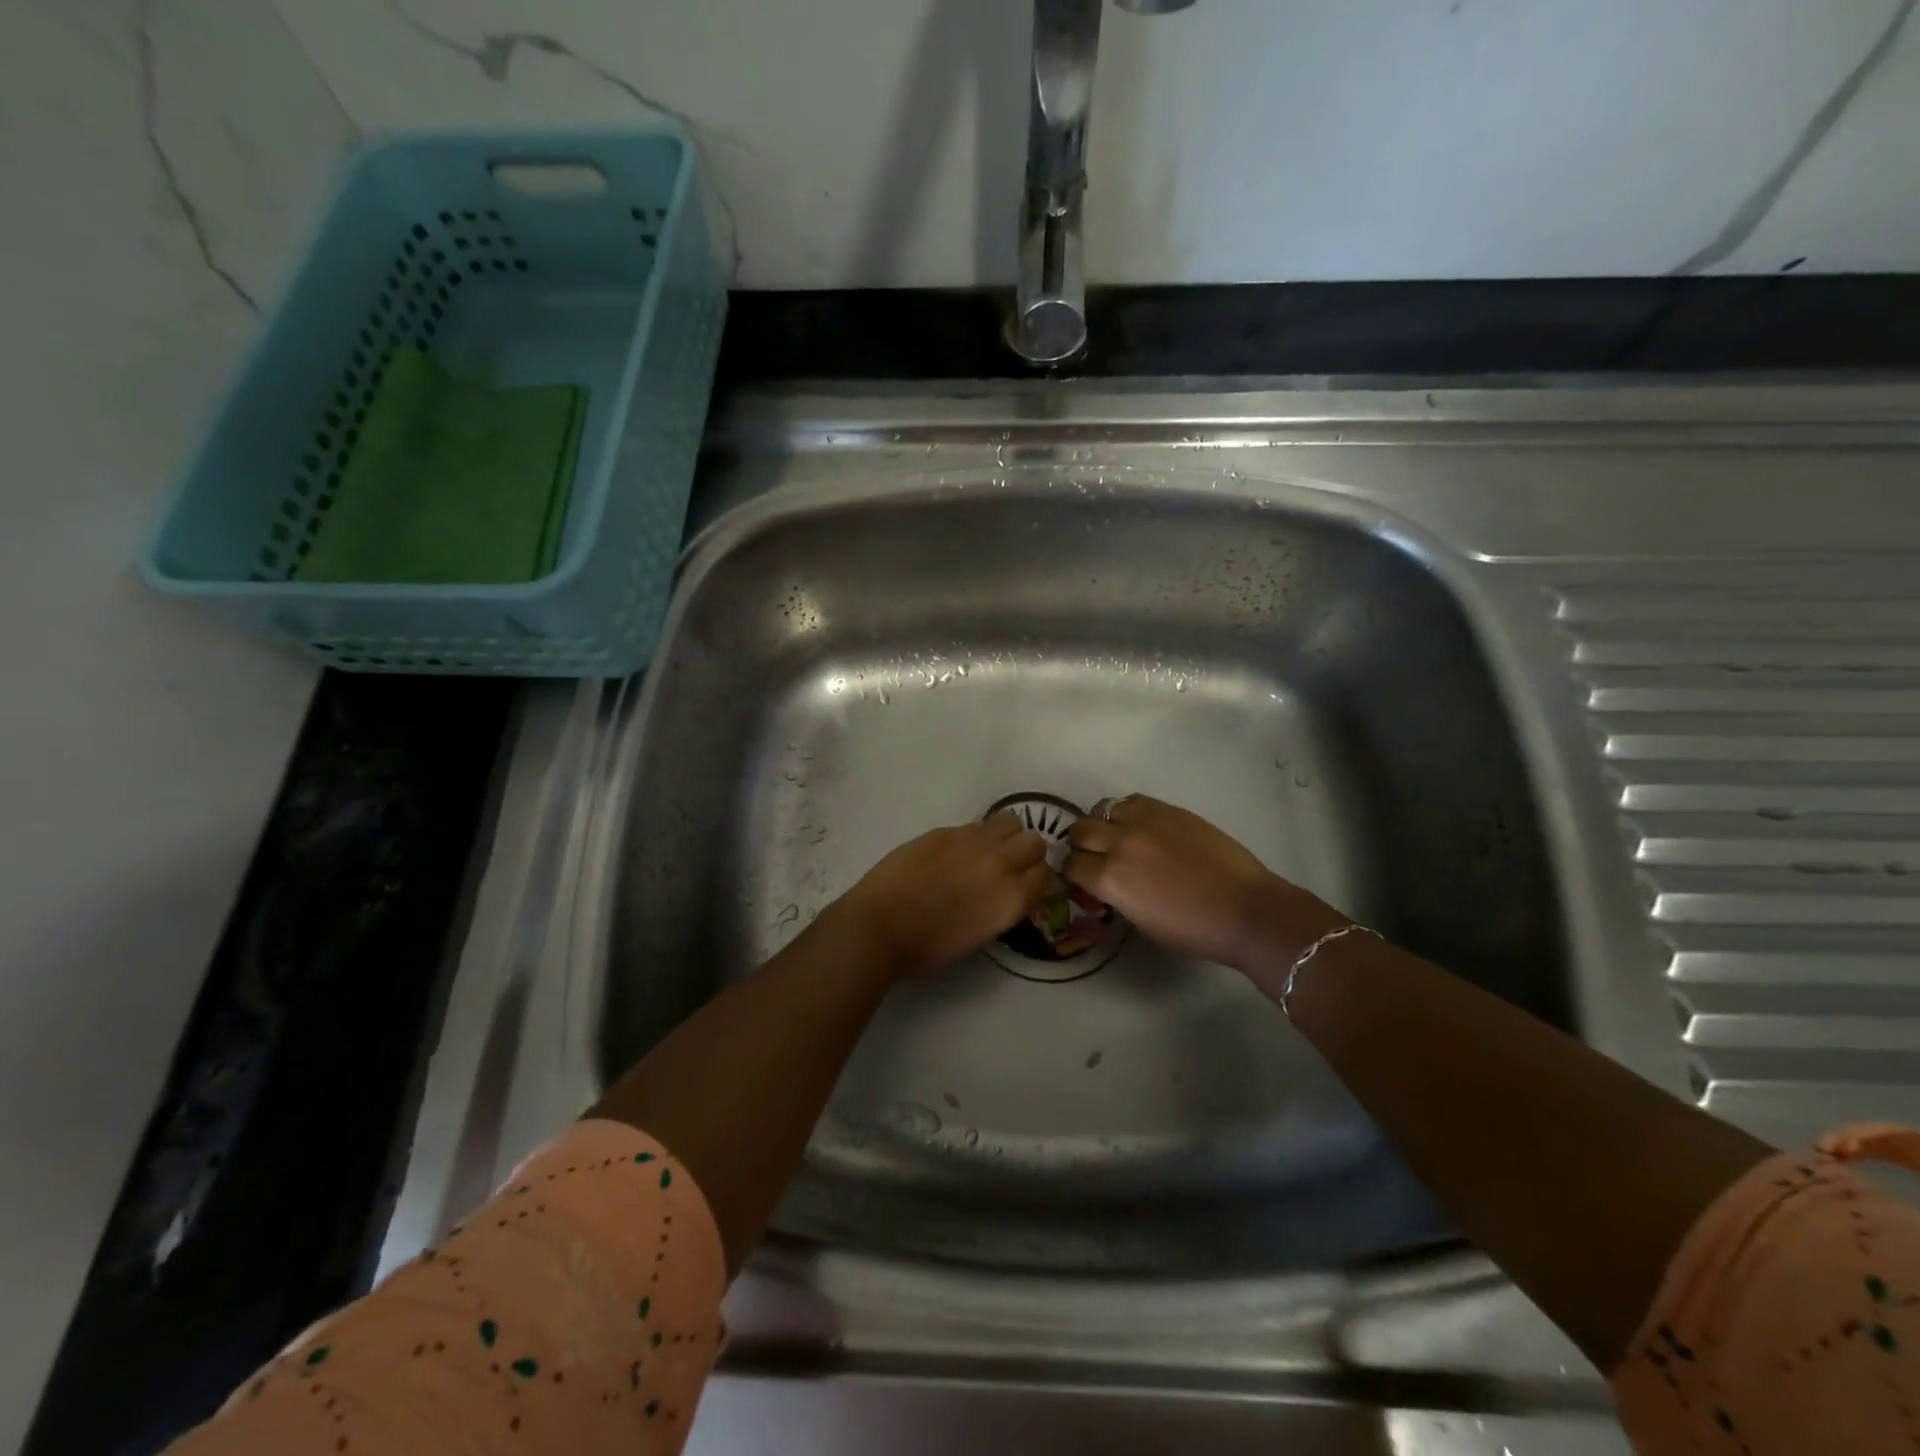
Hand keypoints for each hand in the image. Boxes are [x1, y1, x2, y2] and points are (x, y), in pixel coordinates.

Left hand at [833, 813, 1051, 979]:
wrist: (881, 926)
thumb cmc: (928, 947)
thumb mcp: (980, 935)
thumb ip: (1001, 906)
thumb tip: (1004, 890)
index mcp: (1012, 899)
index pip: (1045, 875)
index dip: (1035, 880)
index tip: (1023, 886)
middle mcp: (1001, 864)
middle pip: (1034, 842)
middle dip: (1025, 853)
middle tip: (1006, 866)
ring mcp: (973, 842)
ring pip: (1010, 821)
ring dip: (1005, 835)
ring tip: (985, 850)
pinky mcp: (945, 830)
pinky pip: (975, 825)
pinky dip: (974, 836)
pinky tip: (954, 852)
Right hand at [1064, 795, 1346, 970]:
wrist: (1245, 909)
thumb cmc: (1193, 931)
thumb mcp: (1140, 923)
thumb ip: (1115, 896)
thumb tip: (1105, 884)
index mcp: (1110, 879)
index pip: (1071, 865)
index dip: (1072, 874)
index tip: (1080, 880)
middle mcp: (1120, 843)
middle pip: (1080, 831)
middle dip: (1080, 845)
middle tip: (1093, 856)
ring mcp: (1144, 821)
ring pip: (1102, 809)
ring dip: (1101, 824)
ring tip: (1114, 836)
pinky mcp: (1168, 809)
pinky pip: (1132, 801)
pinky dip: (1127, 812)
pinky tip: (1139, 826)